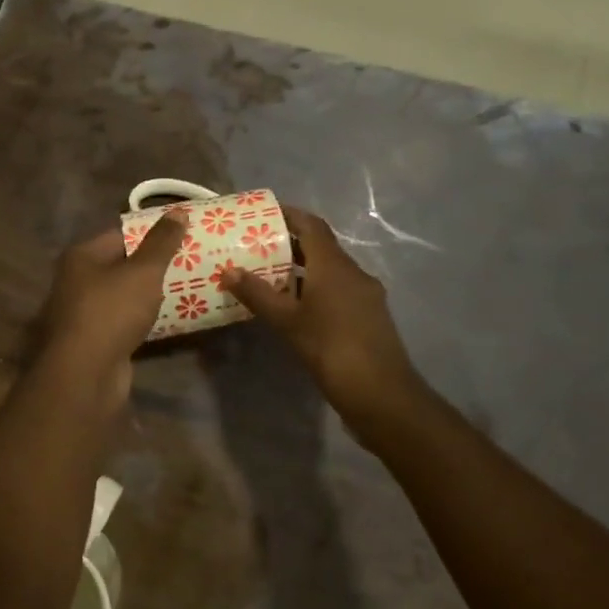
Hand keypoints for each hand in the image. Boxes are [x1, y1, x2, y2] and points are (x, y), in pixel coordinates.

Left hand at [36, 212, 188, 407]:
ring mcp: (83, 313)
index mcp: (82, 256)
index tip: (183, 233)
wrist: (85, 374)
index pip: (121, 234)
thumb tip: (178, 211)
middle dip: (154, 264)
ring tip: (189, 287)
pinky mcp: (94, 341)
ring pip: (124, 296)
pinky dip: (145, 319)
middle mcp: (77, 281)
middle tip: (191, 260)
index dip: (152, 232)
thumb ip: (162, 242)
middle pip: (122, 265)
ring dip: (151, 294)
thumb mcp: (143, 272)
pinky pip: (125, 322)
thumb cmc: (111, 311)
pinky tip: (171, 319)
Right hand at [227, 206, 421, 417]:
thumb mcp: (286, 321)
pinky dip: (317, 289)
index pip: (311, 225)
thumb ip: (257, 294)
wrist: (380, 392)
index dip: (289, 215)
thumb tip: (228, 271)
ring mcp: (366, 294)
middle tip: (258, 247)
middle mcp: (353, 272)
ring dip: (304, 270)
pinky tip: (298, 308)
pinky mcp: (370, 315)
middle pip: (321, 247)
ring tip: (271, 277)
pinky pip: (340, 290)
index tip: (263, 215)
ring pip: (331, 271)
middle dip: (291, 244)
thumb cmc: (330, 348)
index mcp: (334, 265)